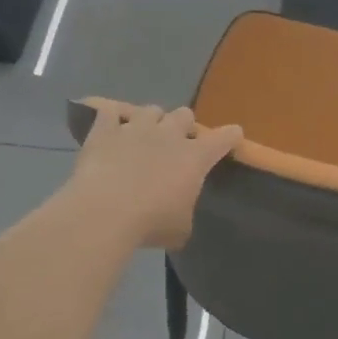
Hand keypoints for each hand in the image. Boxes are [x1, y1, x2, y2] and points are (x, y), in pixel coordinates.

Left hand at [68, 104, 243, 249]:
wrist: (104, 212)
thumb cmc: (151, 223)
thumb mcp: (180, 228)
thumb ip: (185, 211)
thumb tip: (179, 214)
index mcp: (195, 158)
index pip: (223, 138)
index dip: (230, 136)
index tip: (233, 136)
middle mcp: (168, 134)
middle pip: (185, 114)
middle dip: (183, 126)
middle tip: (177, 144)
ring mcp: (135, 128)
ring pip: (151, 110)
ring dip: (152, 121)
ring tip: (144, 136)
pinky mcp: (105, 130)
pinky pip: (110, 112)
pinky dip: (113, 119)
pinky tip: (110, 129)